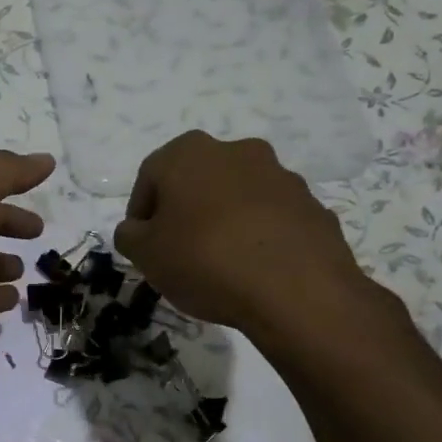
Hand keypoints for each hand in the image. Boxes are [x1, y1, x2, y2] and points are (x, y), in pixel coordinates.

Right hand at [113, 131, 388, 348]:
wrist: (296, 290)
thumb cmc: (204, 260)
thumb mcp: (144, 254)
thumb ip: (129, 235)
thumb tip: (136, 229)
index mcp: (188, 153)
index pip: (149, 178)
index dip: (141, 214)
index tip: (143, 246)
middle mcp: (236, 151)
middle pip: (196, 181)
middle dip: (184, 212)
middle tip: (178, 252)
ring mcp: (280, 176)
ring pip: (237, 196)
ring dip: (224, 221)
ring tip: (219, 264)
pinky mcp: (312, 205)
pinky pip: (272, 218)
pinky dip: (258, 236)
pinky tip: (253, 270)